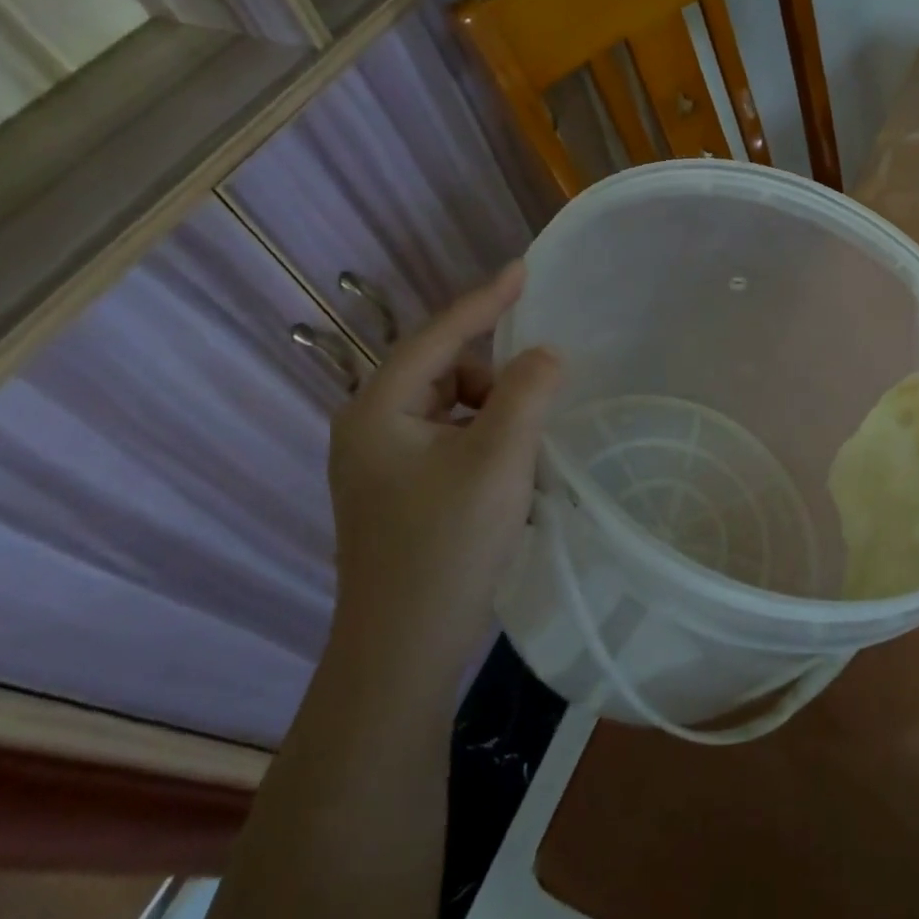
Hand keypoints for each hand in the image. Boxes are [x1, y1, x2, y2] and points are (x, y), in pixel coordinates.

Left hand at [326, 264, 561, 677]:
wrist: (404, 650)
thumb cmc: (448, 545)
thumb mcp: (499, 458)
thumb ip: (527, 392)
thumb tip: (546, 354)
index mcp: (378, 411)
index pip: (438, 336)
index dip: (485, 300)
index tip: (526, 268)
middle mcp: (372, 428)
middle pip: (446, 371)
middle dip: (496, 377)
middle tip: (538, 403)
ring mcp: (384, 463)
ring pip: (454, 408)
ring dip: (496, 414)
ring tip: (525, 453)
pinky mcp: (402, 491)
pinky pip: (453, 439)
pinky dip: (487, 442)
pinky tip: (510, 475)